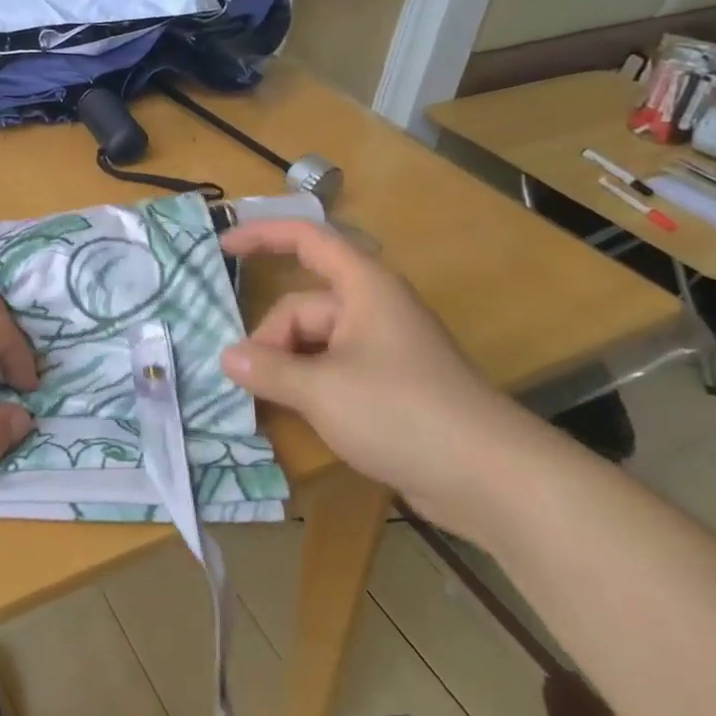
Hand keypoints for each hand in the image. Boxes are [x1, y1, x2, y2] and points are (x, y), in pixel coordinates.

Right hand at [220, 220, 554, 533]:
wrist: (493, 479)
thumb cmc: (402, 412)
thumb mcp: (322, 390)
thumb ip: (268, 370)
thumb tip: (227, 358)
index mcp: (363, 287)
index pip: (306, 240)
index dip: (262, 236)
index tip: (222, 248)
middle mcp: (373, 309)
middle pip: (303, 306)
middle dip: (270, 339)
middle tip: (246, 380)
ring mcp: (383, 349)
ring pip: (315, 343)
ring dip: (287, 367)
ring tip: (265, 402)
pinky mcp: (391, 386)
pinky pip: (334, 370)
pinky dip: (309, 386)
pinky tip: (293, 415)